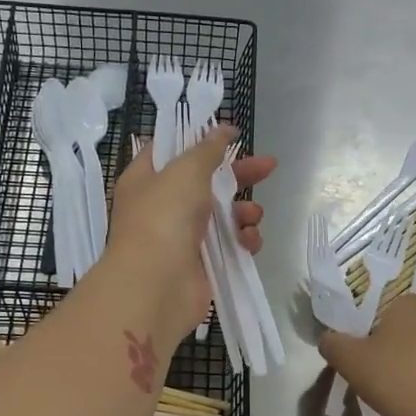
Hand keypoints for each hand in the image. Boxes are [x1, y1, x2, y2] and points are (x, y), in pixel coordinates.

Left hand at [105, 126, 275, 343]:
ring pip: (223, 215)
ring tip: (251, 215)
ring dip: (243, 211)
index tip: (230, 135)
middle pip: (207, 182)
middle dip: (239, 175)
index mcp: (146, 180)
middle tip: (269, 166)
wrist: (156, 285)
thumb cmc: (163, 218)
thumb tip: (224, 130)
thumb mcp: (186, 170)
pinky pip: (230, 245)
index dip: (200, 141)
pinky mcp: (202, 265)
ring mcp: (182, 238)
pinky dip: (243, 240)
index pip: (171, 151)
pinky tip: (249, 241)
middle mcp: (162, 207)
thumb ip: (208, 149)